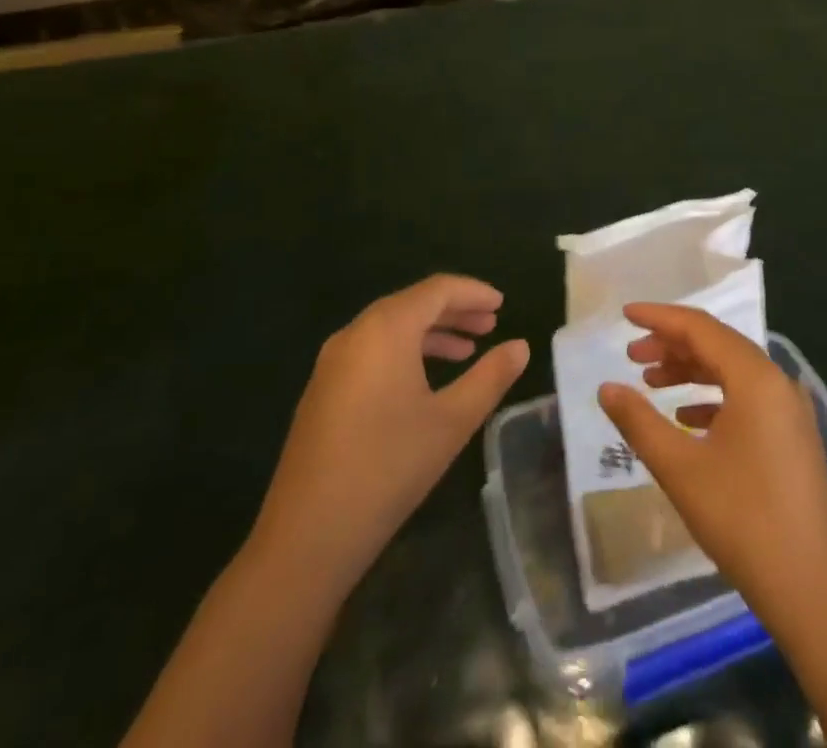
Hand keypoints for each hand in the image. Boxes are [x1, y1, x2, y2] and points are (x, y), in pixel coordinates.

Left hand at [250, 275, 529, 588]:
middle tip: (491, 325)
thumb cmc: (388, 468)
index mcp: (386, 329)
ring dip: (431, 333)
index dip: (473, 292)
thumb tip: (521, 346)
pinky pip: (372, 350)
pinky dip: (405, 352)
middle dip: (454, 311)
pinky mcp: (323, 390)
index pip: (437, 289)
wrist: (306, 537)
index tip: (502, 304)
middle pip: (412, 304)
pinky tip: (425, 381)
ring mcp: (333, 362)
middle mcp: (355, 333)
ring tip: (467, 351)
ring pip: (391, 328)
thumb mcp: (452, 421)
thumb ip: (490, 377)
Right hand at [597, 304, 826, 621]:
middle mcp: (777, 382)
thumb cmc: (743, 519)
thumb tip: (606, 388)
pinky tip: (686, 419)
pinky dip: (713, 399)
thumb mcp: (680, 468)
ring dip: (691, 371)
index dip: (659, 318)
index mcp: (755, 377)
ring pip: (732, 372)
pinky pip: (747, 398)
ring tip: (651, 382)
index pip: (700, 328)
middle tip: (631, 355)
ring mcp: (790, 410)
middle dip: (672, 345)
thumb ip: (639, 422)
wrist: (813, 589)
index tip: (625, 315)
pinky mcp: (793, 437)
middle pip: (718, 345)